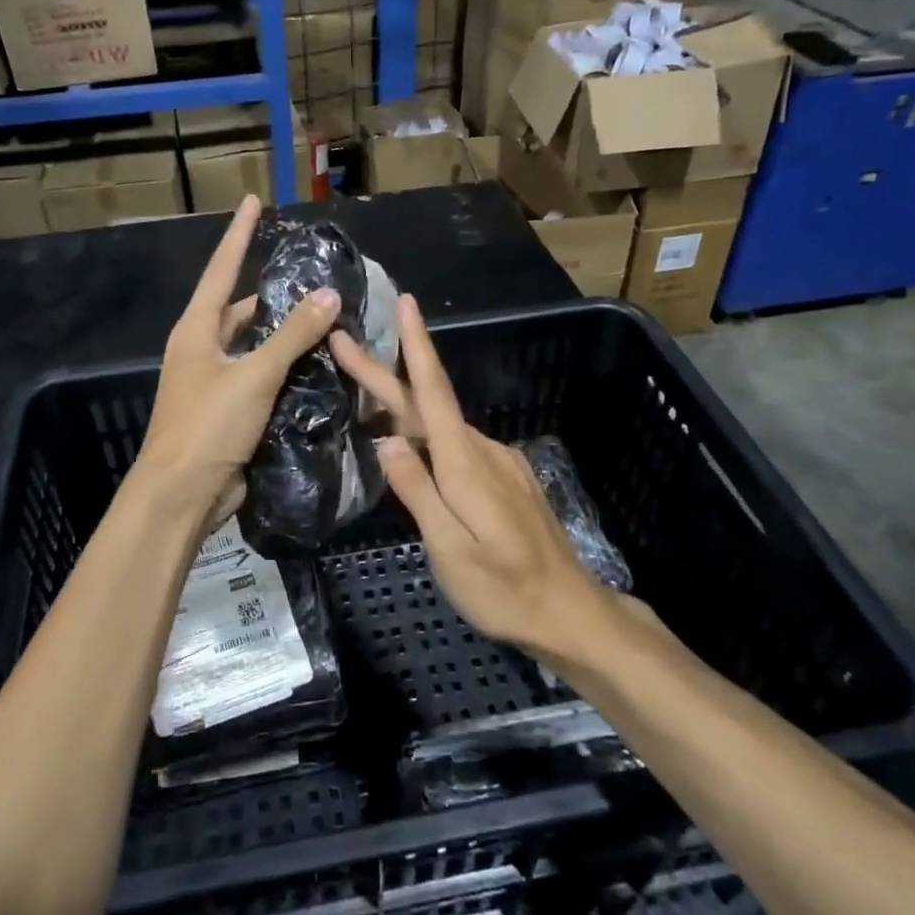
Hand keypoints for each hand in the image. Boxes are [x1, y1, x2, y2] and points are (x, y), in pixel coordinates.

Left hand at [136, 196, 341, 526]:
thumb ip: (292, 336)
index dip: (238, 235)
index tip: (253, 202)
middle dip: (270, 295)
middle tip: (312, 279)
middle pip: (238, 310)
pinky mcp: (228, 412)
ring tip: (324, 320)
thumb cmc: (208, 426)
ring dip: (282, 336)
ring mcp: (213, 383)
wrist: (182, 495)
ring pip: (252, 347)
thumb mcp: (253, 375)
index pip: (220, 270)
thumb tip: (328, 295)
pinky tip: (315, 367)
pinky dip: (284, 370)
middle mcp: (201, 351)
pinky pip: (260, 379)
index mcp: (196, 331)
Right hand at [331, 294, 614, 652]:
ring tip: (368, 402)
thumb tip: (388, 440)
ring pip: (442, 426)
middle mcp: (483, 449)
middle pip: (428, 403)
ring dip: (405, 408)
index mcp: (465, 462)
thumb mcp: (450, 549)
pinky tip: (417, 449)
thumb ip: (418, 491)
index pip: (433, 391)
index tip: (405, 302)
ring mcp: (499, 462)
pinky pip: (459, 447)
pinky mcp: (507, 478)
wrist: (569, 611)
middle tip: (345, 346)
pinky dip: (430, 435)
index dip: (416, 344)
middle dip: (385, 372)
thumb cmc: (504, 588)